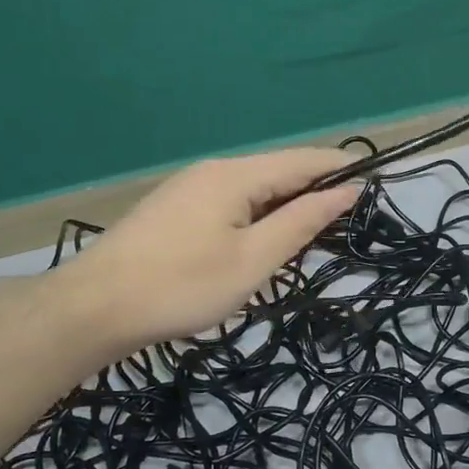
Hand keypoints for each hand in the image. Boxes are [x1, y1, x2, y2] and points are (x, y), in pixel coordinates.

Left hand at [68, 148, 360, 348]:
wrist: (94, 307)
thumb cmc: (183, 286)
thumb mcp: (254, 260)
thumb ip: (302, 222)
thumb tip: (346, 190)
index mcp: (237, 175)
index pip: (304, 160)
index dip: (341, 170)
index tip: (374, 189)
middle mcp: (214, 170)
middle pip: (279, 172)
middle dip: (315, 193)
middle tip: (345, 229)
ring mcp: (189, 188)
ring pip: (254, 189)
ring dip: (286, 209)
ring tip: (308, 242)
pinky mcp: (174, 209)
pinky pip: (231, 203)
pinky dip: (257, 218)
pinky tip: (260, 244)